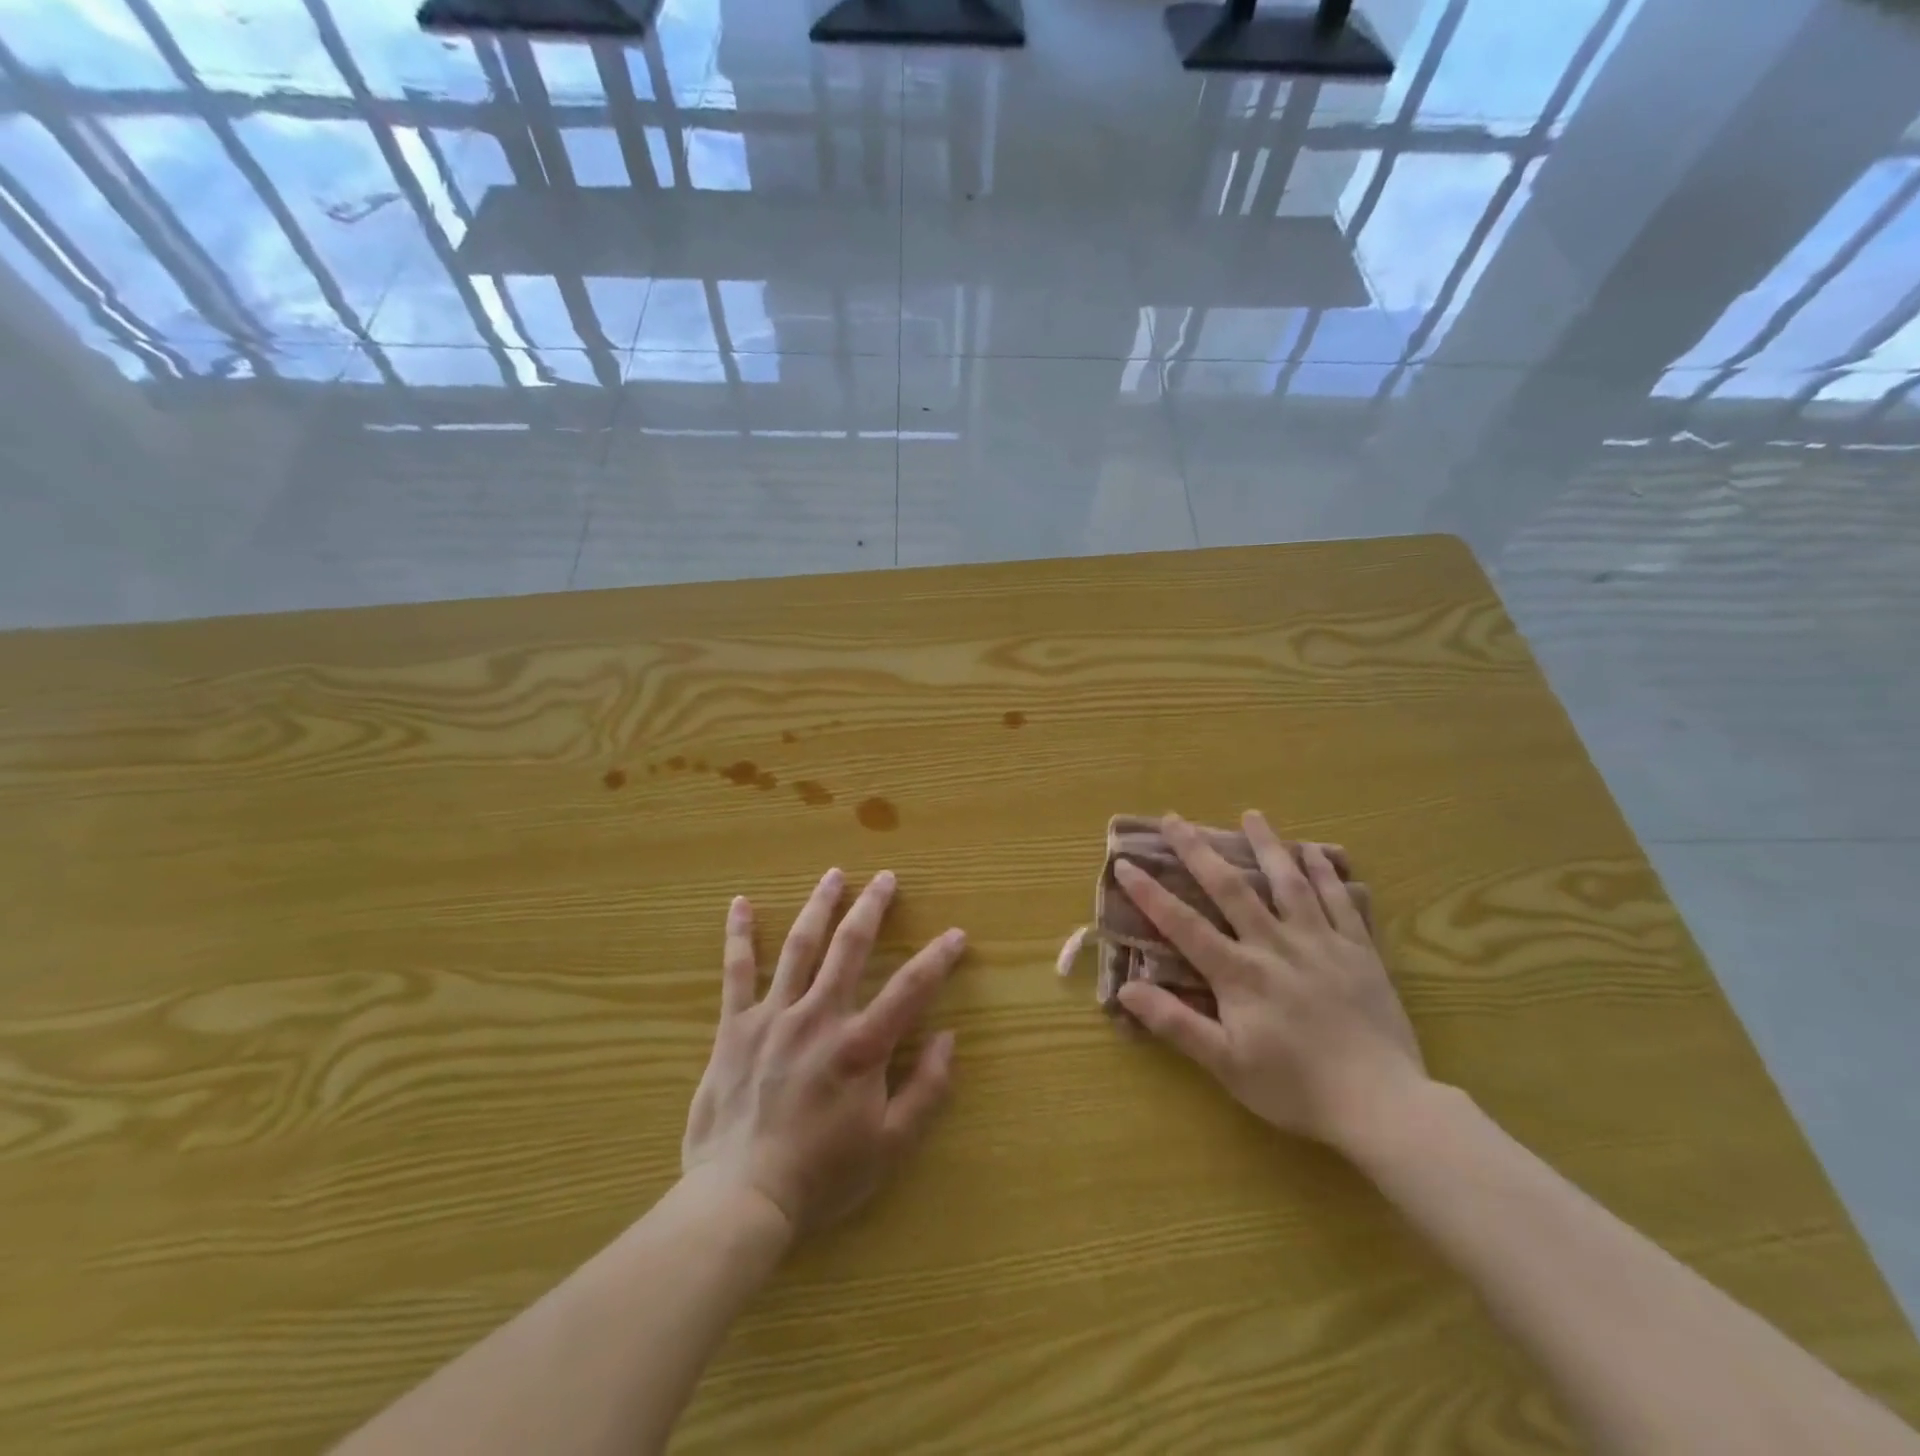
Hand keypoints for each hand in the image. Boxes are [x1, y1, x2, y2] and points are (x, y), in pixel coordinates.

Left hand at [681, 868, 967, 1238]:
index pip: (911, 988)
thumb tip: (949, 1038)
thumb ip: (927, 1089)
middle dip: (872, 908)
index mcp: (861, 1045)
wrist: (741, 1198)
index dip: (938, 958)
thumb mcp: (891, 1145)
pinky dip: (740, 936)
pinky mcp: (735, 1027)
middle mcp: (820, 1017)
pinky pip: (737, 973)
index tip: (956, 934)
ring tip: (833, 875)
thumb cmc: (822, 1175)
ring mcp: (774, 1016)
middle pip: (851, 948)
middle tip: (885, 878)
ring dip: (819, 906)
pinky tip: (741, 904)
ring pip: (800, 947)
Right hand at [1114, 812, 1428, 1154]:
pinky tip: (1315, 852)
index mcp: (1239, 972)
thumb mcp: (1225, 1063)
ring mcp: (1321, 943)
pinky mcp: (1359, 951)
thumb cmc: (1295, 1087)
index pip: (1183, 923)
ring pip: (1289, 882)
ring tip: (1251, 816)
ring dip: (1267, 845)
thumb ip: (1175, 1023)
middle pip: (1231, 888)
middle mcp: (1275, 945)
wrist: (1382, 1104)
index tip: (1125, 863)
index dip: (1150, 892)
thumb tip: (1125, 989)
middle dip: (1198, 850)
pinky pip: (1341, 901)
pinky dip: (1326, 873)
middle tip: (1175, 818)